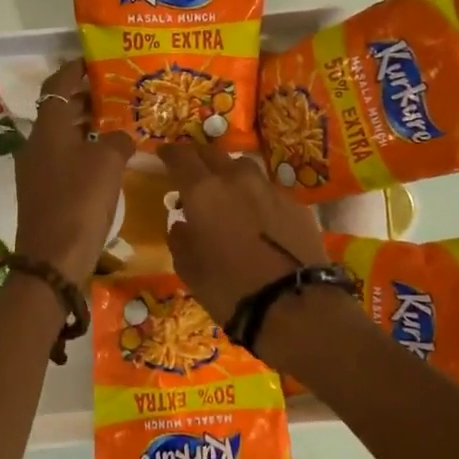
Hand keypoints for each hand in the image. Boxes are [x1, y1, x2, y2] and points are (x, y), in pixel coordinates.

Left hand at [13, 60, 135, 286]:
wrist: (53, 260)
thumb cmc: (79, 202)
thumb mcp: (108, 163)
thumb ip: (117, 140)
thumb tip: (119, 136)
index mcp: (47, 129)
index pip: (57, 85)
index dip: (74, 69)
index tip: (95, 61)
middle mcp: (36, 144)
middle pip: (58, 110)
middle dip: (85, 98)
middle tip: (116, 92)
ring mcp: (36, 170)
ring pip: (62, 136)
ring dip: (85, 125)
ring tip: (117, 122)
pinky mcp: (43, 192)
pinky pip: (64, 159)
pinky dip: (83, 150)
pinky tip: (108, 160)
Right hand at [158, 143, 329, 324]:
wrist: (294, 305)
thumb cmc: (230, 290)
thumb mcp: (190, 271)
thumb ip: (180, 241)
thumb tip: (182, 225)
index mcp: (203, 192)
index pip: (181, 157)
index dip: (170, 153)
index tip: (163, 155)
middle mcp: (237, 180)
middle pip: (214, 154)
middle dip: (199, 159)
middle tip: (192, 172)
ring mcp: (270, 189)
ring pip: (244, 168)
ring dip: (230, 175)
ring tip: (226, 193)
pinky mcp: (296, 204)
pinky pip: (268, 191)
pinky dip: (257, 198)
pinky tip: (258, 219)